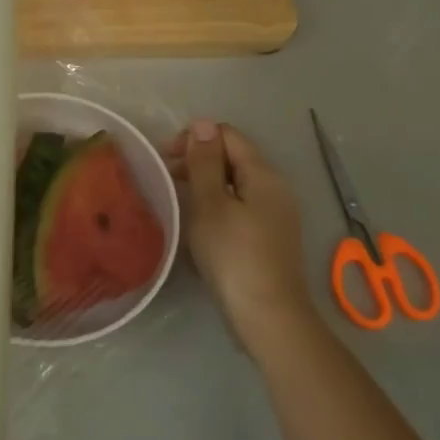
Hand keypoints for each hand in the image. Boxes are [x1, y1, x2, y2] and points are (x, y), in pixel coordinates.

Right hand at [168, 119, 319, 357]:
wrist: (267, 316)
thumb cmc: (233, 255)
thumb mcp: (211, 204)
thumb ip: (205, 163)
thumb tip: (203, 123)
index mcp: (264, 174)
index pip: (228, 135)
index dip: (195, 139)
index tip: (164, 159)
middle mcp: (275, 188)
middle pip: (234, 158)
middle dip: (198, 161)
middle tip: (164, 180)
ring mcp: (275, 214)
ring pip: (235, 184)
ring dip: (205, 184)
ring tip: (177, 201)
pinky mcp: (269, 238)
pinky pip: (240, 207)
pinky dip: (217, 206)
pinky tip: (198, 224)